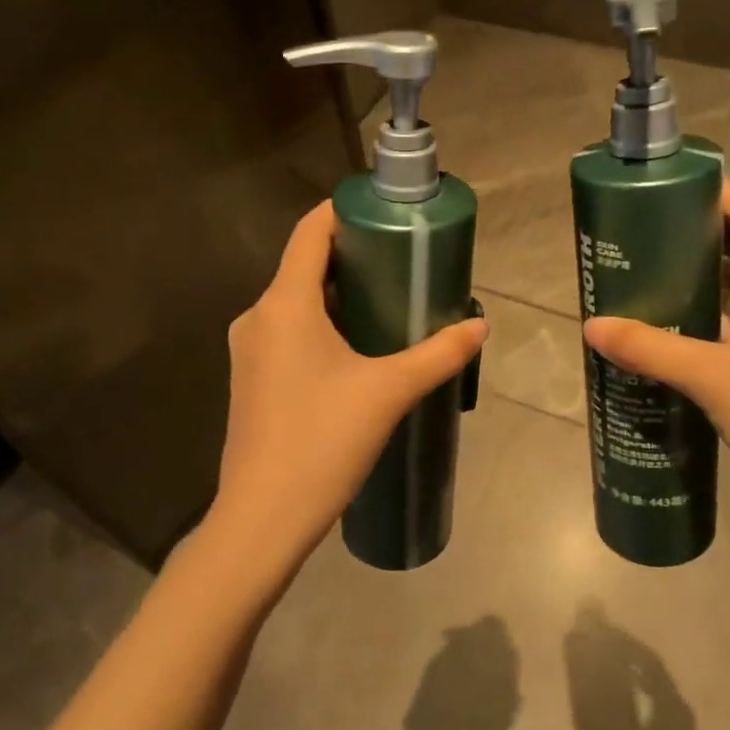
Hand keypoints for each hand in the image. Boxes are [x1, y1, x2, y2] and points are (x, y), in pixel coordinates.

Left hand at [203, 201, 488, 582]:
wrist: (263, 518)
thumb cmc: (322, 442)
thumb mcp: (389, 392)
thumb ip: (438, 354)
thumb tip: (479, 326)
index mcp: (284, 304)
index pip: (310, 232)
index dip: (345, 212)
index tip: (386, 212)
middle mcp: (258, 317)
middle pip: (305, 266)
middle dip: (354, 258)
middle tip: (405, 263)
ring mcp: (250, 350)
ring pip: (297, 304)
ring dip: (340, 296)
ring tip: (391, 303)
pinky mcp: (252, 380)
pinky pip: (289, 333)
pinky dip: (323, 326)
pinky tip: (359, 350)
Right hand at [583, 180, 729, 538]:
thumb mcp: (714, 378)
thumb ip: (651, 348)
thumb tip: (591, 326)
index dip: (715, 194)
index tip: (665, 189)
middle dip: (701, 235)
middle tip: (645, 233)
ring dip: (707, 278)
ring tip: (652, 272)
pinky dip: (716, 316)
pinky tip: (675, 327)